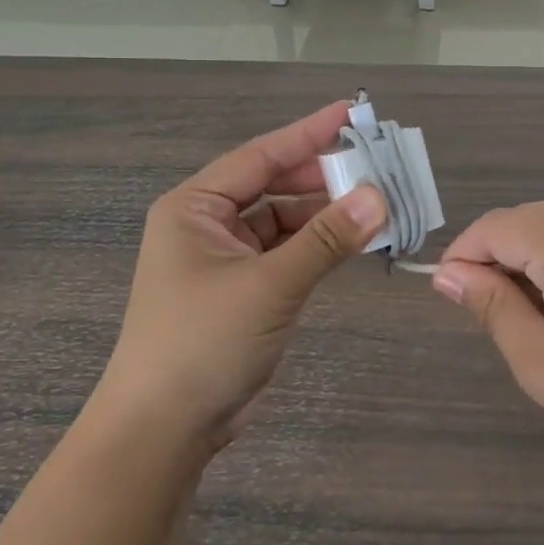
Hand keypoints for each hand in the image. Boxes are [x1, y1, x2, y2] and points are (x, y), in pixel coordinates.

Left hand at [95, 102, 386, 454]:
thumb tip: (380, 197)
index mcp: (195, 207)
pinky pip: (288, 253)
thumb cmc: (203, 342)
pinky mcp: (244, 290)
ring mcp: (226, 259)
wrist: (163, 430)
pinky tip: (354, 241)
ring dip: (325, 214)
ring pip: (284, 221)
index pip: (260, 156)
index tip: (352, 114)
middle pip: (274, 185)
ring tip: (377, 204)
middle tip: (376, 165)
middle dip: (322, 176)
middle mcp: (208, 224)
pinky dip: (319, 246)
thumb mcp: (269, 285)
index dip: (308, 134)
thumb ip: (326, 240)